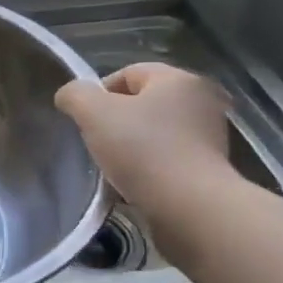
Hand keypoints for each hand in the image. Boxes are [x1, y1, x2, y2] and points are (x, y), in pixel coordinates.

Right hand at [56, 62, 231, 207]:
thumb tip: (70, 96)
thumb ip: (75, 95)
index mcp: (179, 79)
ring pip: (154, 134)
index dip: (99, 94)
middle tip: (99, 144)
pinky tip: (136, 185)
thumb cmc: (142, 150)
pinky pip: (168, 160)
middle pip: (141, 104)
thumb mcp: (93, 112)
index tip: (87, 122)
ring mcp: (211, 137)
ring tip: (116, 169)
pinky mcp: (212, 170)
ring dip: (132, 148)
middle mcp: (202, 102)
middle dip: (116, 122)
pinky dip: (150, 169)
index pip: (127, 74)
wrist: (190, 209)